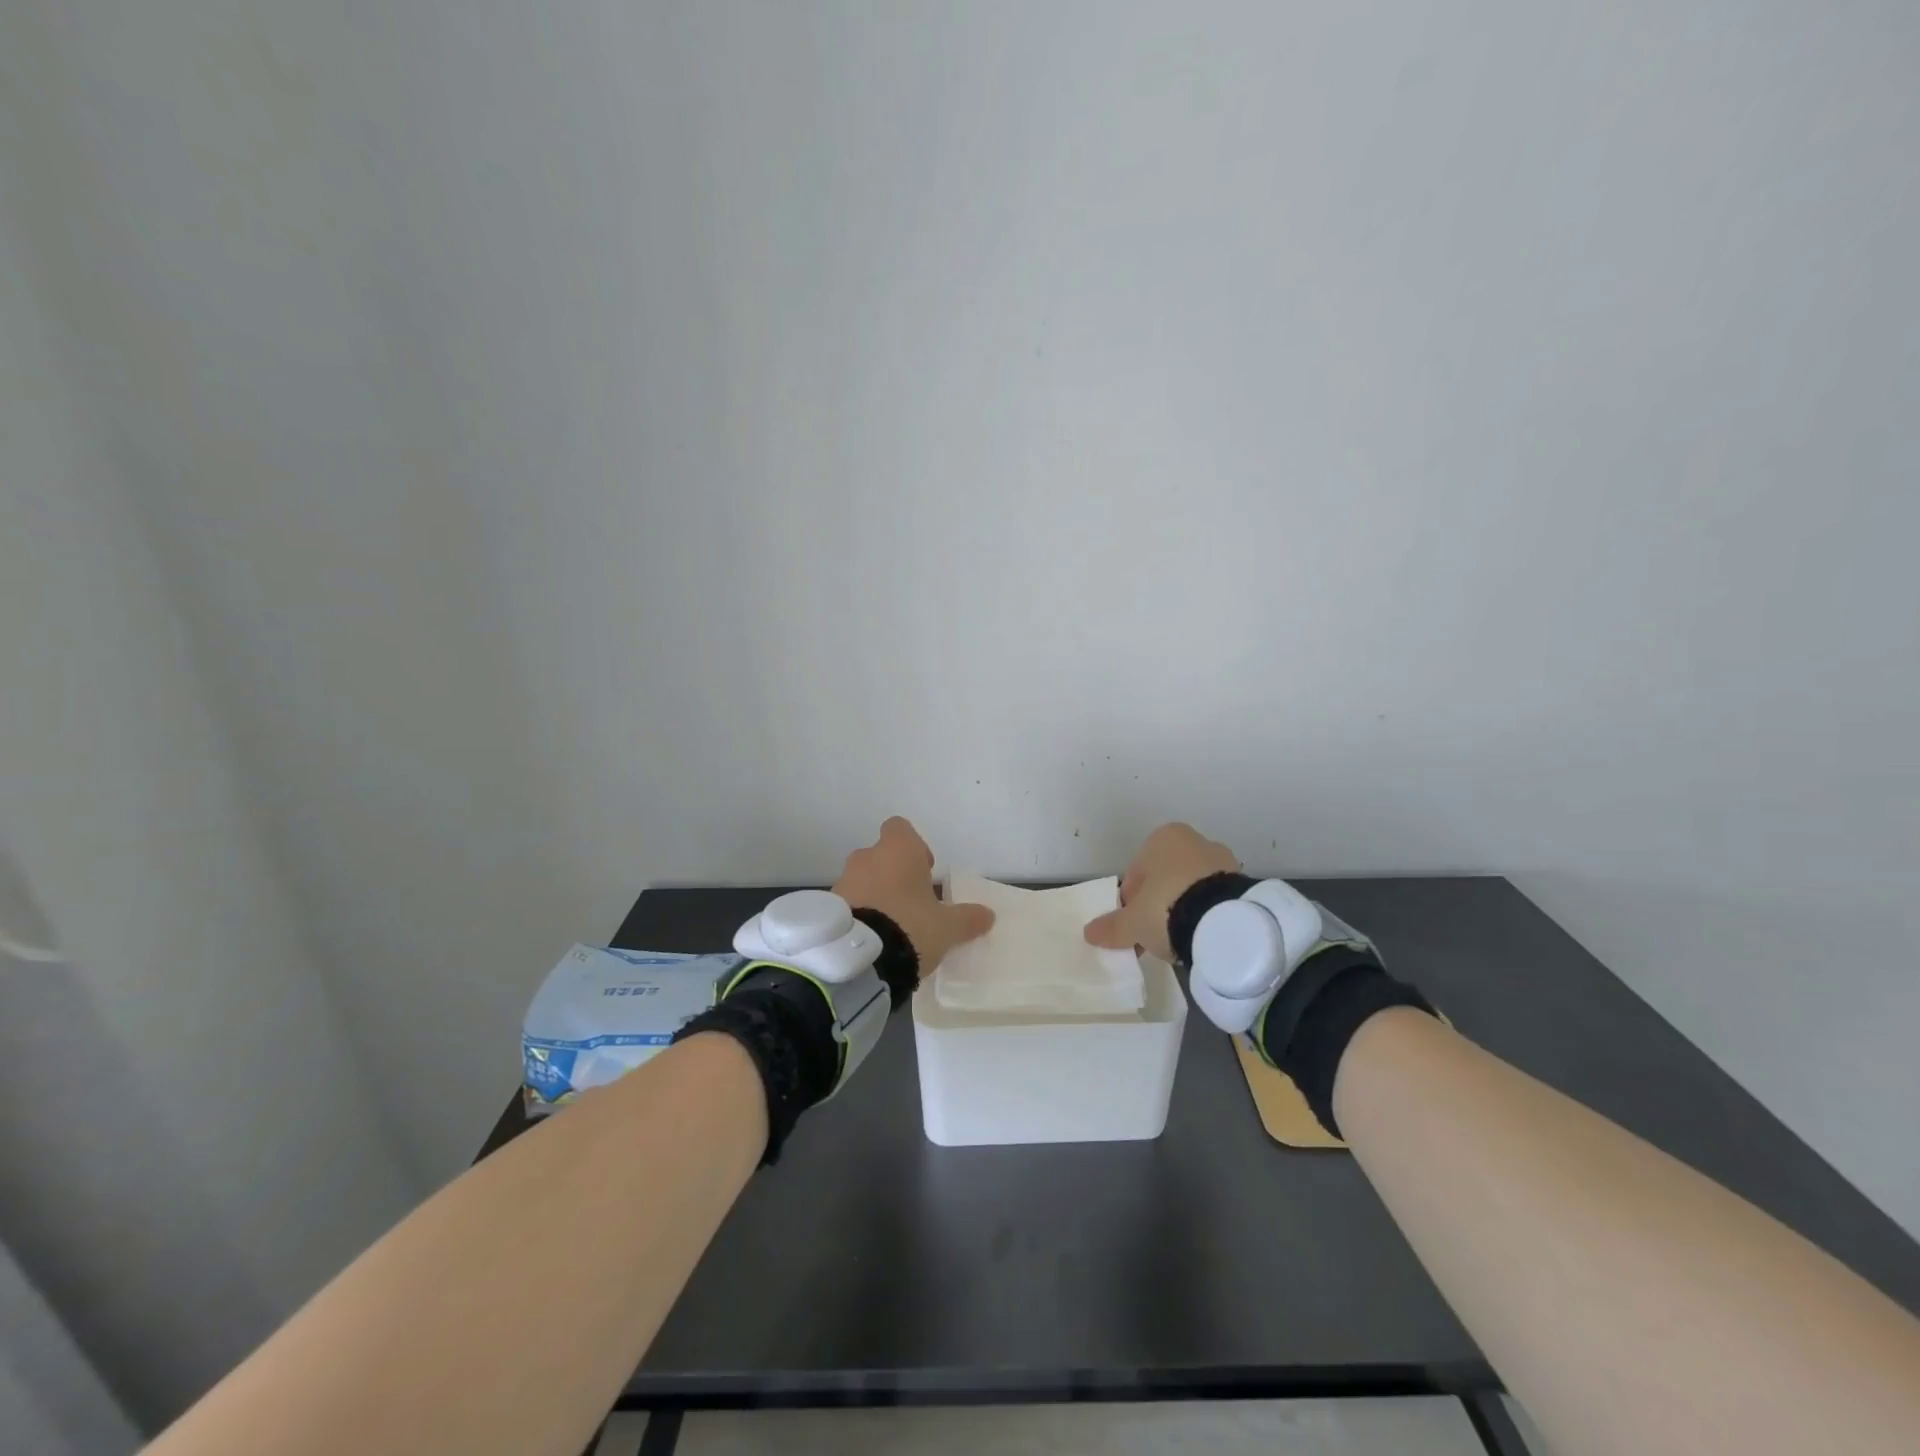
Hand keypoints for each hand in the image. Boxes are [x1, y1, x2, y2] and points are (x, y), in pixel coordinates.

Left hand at [833, 817, 993, 977]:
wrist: (858, 959)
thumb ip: (967, 918)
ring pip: (864, 879)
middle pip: (882, 856)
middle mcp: (867, 857)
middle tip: (912, 905)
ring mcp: (843, 880)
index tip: (926, 873)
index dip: (915, 847)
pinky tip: (872, 939)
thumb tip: (987, 915)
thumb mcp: (948, 927)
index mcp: (898, 850)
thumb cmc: (910, 926)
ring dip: (876, 895)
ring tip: (891, 927)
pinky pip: (848, 902)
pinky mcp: (828, 906)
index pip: (900, 828)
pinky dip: (859, 913)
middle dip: (896, 876)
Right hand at [1083, 822, 1239, 960]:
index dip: (1131, 902)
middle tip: (1154, 934)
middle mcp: (1192, 840)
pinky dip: (1204, 913)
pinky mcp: (1241, 881)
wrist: (1223, 921)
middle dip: (1158, 903)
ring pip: (1190, 887)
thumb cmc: (1166, 907)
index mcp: (1162, 838)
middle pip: (1165, 878)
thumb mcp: (1133, 922)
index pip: (1136, 873)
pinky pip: (1213, 898)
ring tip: (1179, 939)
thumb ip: (1112, 926)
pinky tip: (1200, 934)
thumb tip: (1089, 932)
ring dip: (1182, 908)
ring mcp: (1221, 859)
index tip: (1134, 926)